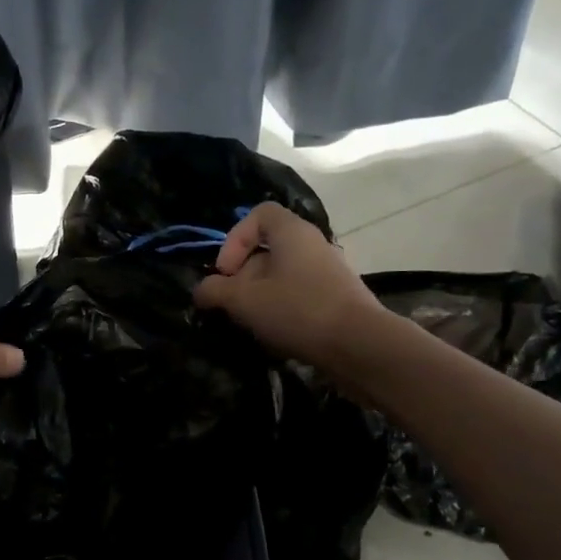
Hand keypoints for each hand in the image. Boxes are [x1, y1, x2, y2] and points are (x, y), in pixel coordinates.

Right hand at [194, 203, 383, 369]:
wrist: (359, 345)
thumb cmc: (298, 310)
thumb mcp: (244, 300)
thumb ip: (215, 291)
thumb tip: (201, 290)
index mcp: (292, 232)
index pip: (259, 214)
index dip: (235, 239)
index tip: (226, 272)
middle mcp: (312, 244)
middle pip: (267, 248)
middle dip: (243, 275)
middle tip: (232, 303)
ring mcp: (328, 271)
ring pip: (282, 275)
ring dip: (260, 296)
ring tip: (252, 322)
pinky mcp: (336, 298)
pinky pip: (299, 293)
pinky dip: (281, 309)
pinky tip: (276, 334)